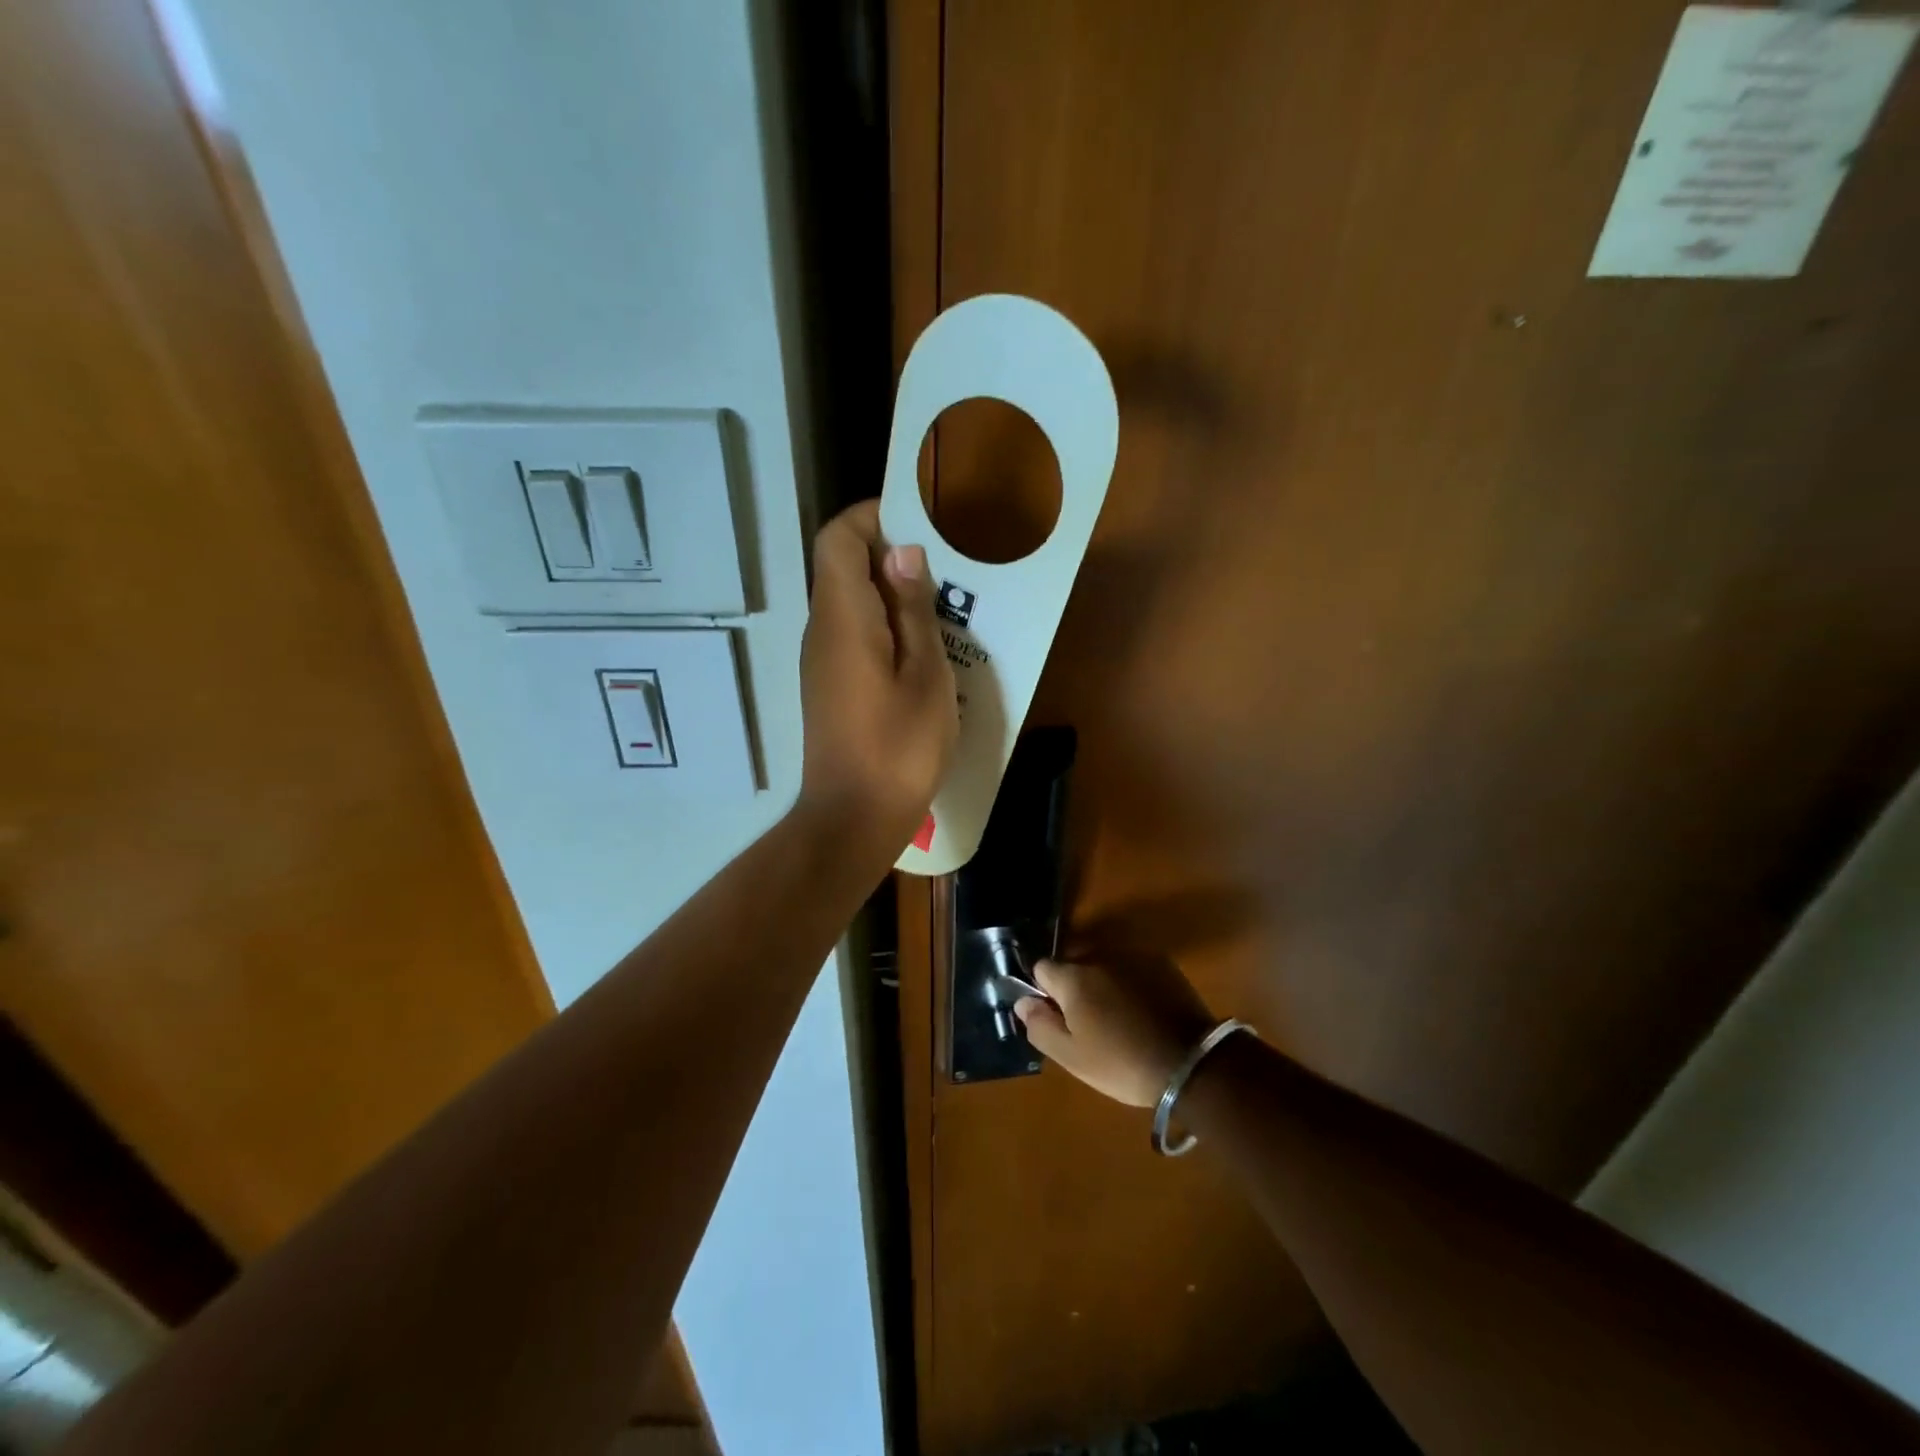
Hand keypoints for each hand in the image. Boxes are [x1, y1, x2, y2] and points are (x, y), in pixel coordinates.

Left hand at [797, 500, 958, 856]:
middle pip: (843, 567)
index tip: (919, 522)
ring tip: (944, 609)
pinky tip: (923, 652)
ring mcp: (821, 661)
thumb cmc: (898, 748)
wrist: (852, 818)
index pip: (838, 538)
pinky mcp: (829, 687)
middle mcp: (821, 630)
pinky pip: (853, 636)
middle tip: (947, 569)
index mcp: (842, 618)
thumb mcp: (925, 676)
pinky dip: (884, 627)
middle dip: (891, 555)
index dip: (872, 517)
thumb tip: (902, 553)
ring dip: (892, 595)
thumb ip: (913, 611)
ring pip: (851, 603)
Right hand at [1014, 957, 1217, 1107]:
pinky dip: (1129, 981)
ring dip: (1102, 982)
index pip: (1042, 967)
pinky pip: (1131, 966)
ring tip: (1119, 1017)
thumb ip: (1040, 1026)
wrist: (1192, 1063)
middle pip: (1073, 963)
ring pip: (1103, 963)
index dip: (1044, 991)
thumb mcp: (1072, 1058)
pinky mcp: (1161, 962)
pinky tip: (1142, 1010)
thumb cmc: (1123, 1064)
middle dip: (1074, 985)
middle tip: (1089, 1022)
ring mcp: (1133, 956)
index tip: (1058, 1016)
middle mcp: (1100, 956)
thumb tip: (1022, 1002)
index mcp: (1073, 978)